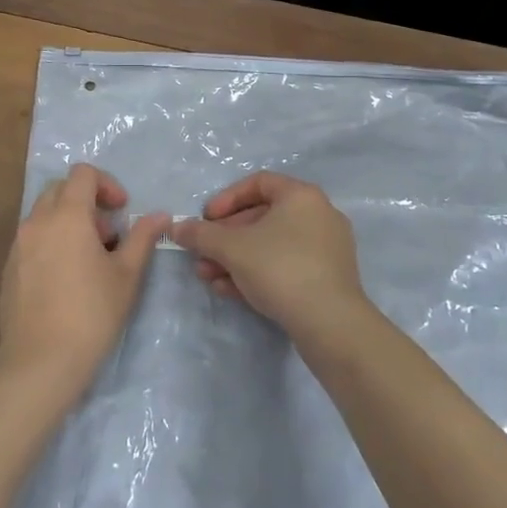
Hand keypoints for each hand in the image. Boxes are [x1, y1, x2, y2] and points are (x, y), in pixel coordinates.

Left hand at [0, 164, 166, 388]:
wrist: (40, 362)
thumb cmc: (91, 313)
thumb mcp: (127, 274)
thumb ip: (142, 237)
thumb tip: (160, 215)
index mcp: (67, 215)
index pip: (83, 174)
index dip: (107, 184)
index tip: (122, 211)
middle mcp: (37, 221)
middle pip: (61, 189)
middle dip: (87, 202)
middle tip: (107, 235)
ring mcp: (18, 245)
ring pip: (45, 214)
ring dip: (69, 222)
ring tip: (89, 260)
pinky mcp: (9, 268)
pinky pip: (33, 239)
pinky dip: (52, 241)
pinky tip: (66, 279)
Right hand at [170, 171, 368, 344]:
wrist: (330, 324)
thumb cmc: (280, 269)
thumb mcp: (232, 248)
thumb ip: (201, 235)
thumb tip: (176, 228)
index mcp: (302, 196)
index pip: (258, 183)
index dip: (226, 199)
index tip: (205, 219)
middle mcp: (319, 215)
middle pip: (262, 217)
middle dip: (226, 237)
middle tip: (202, 254)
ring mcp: (326, 248)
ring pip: (271, 245)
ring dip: (236, 258)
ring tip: (209, 277)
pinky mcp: (328, 278)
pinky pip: (286, 266)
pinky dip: (258, 273)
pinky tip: (230, 291)